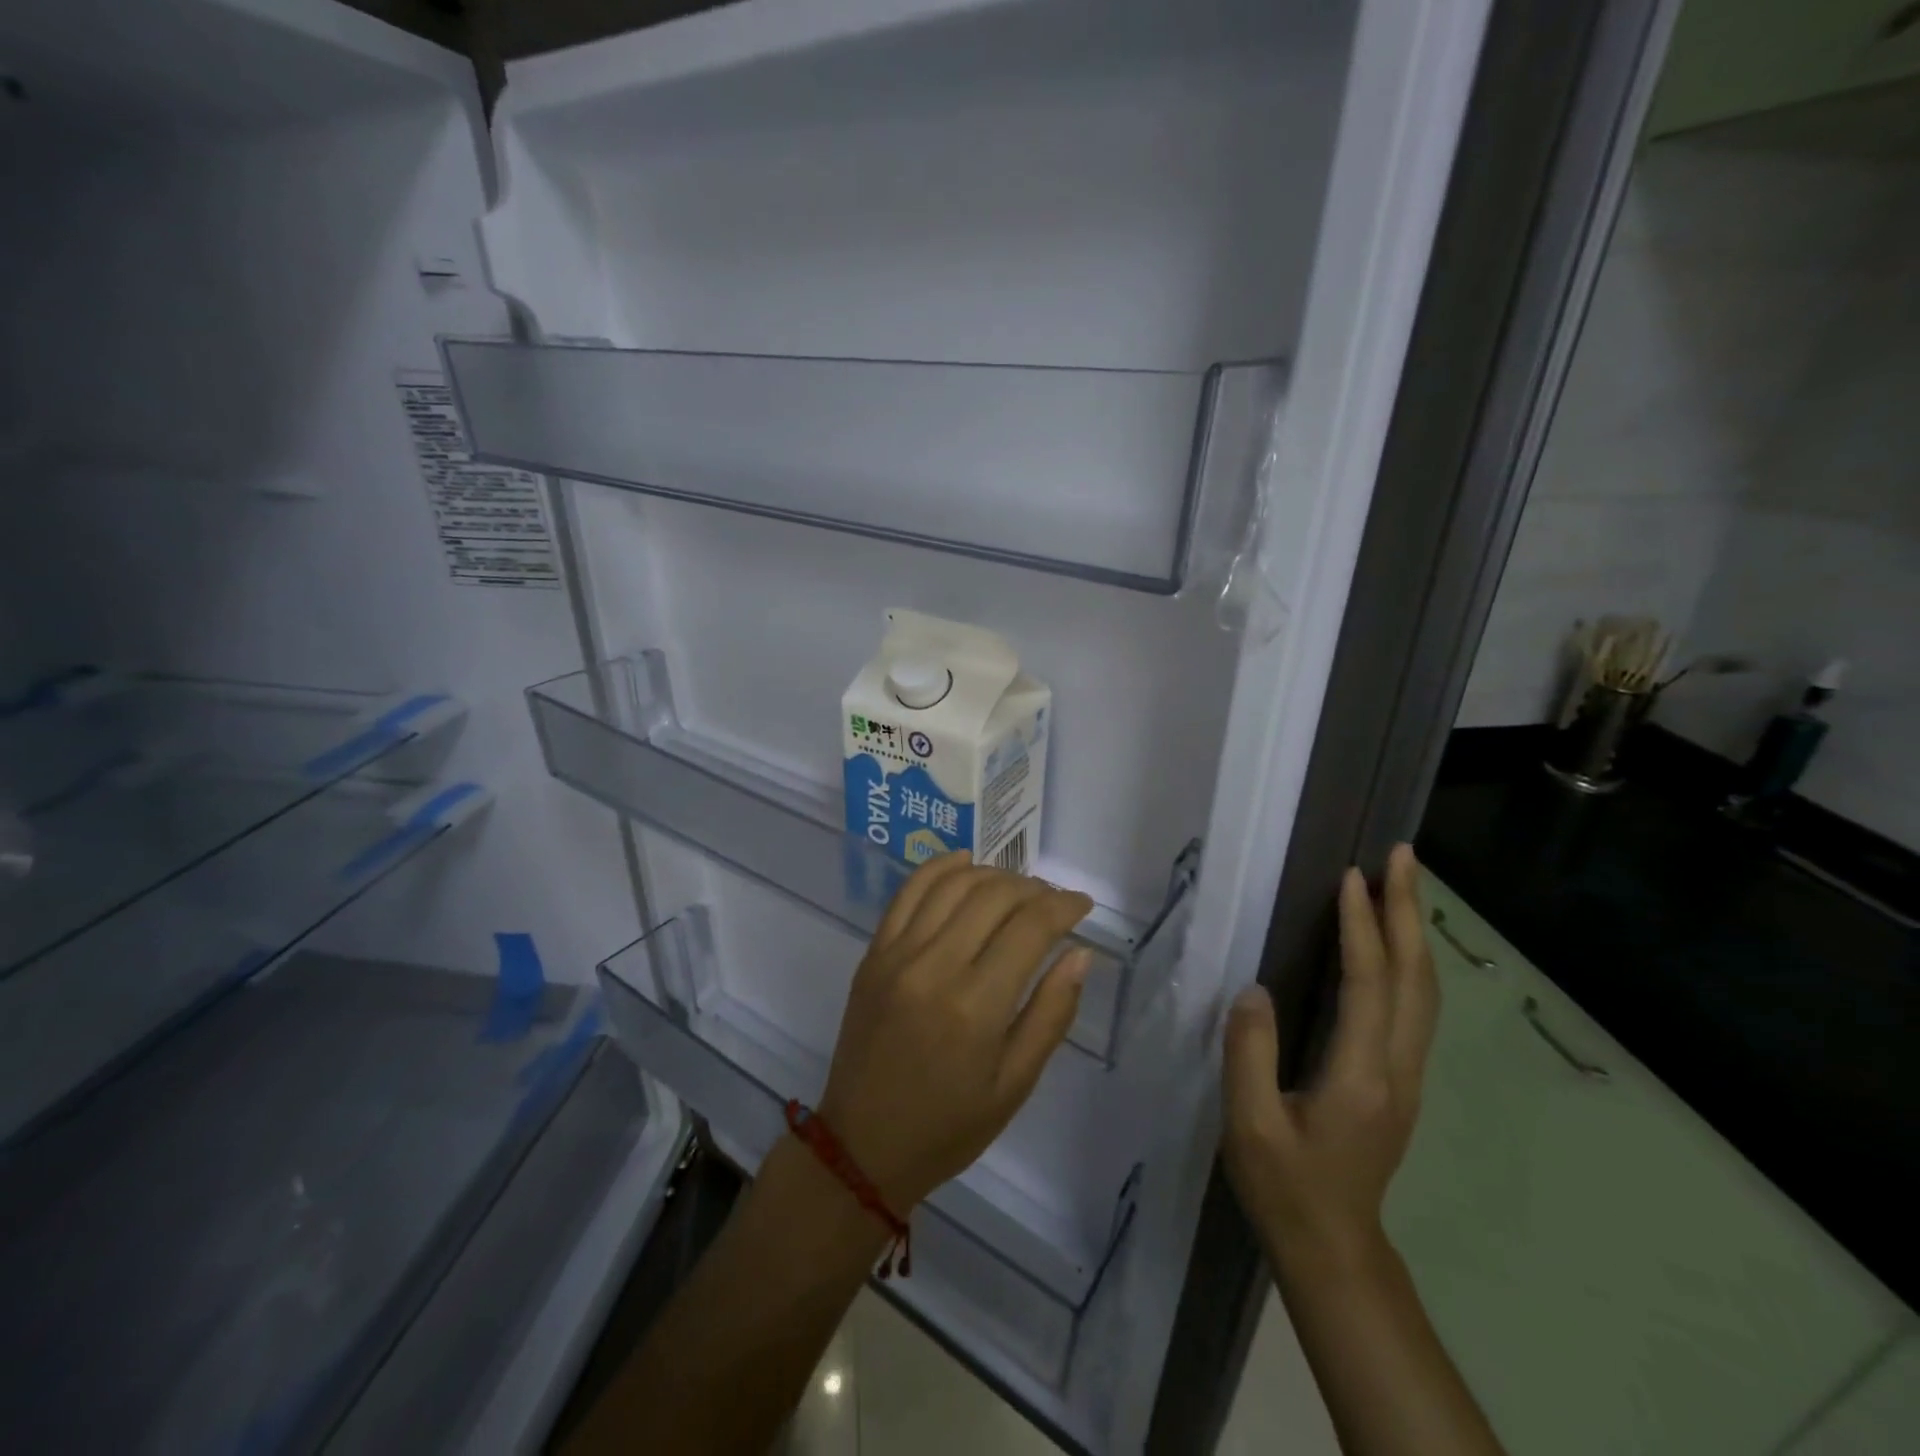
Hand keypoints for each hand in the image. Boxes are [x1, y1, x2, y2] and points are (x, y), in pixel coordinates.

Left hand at [816, 852, 1094, 1211]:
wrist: (861, 1145)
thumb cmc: (948, 1126)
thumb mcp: (1015, 1085)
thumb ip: (1051, 1013)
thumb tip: (1080, 952)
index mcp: (975, 1006)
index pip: (1030, 927)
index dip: (1064, 906)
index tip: (1082, 905)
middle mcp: (935, 966)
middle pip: (993, 895)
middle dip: (1033, 888)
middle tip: (1053, 902)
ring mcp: (897, 953)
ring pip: (953, 883)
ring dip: (992, 874)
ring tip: (1017, 887)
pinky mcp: (874, 952)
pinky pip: (908, 891)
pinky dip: (940, 867)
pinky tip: (964, 863)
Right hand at [1222, 843, 1438, 1267]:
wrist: (1335, 1247)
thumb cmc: (1286, 1188)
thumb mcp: (1250, 1126)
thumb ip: (1249, 1054)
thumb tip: (1253, 990)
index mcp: (1360, 1076)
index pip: (1367, 984)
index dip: (1360, 927)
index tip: (1350, 876)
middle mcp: (1396, 1068)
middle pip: (1414, 977)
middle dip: (1408, 911)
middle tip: (1402, 856)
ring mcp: (1405, 1075)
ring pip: (1423, 990)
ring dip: (1414, 931)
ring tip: (1402, 884)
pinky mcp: (1399, 1080)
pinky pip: (1414, 1005)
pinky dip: (1408, 960)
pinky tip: (1393, 943)